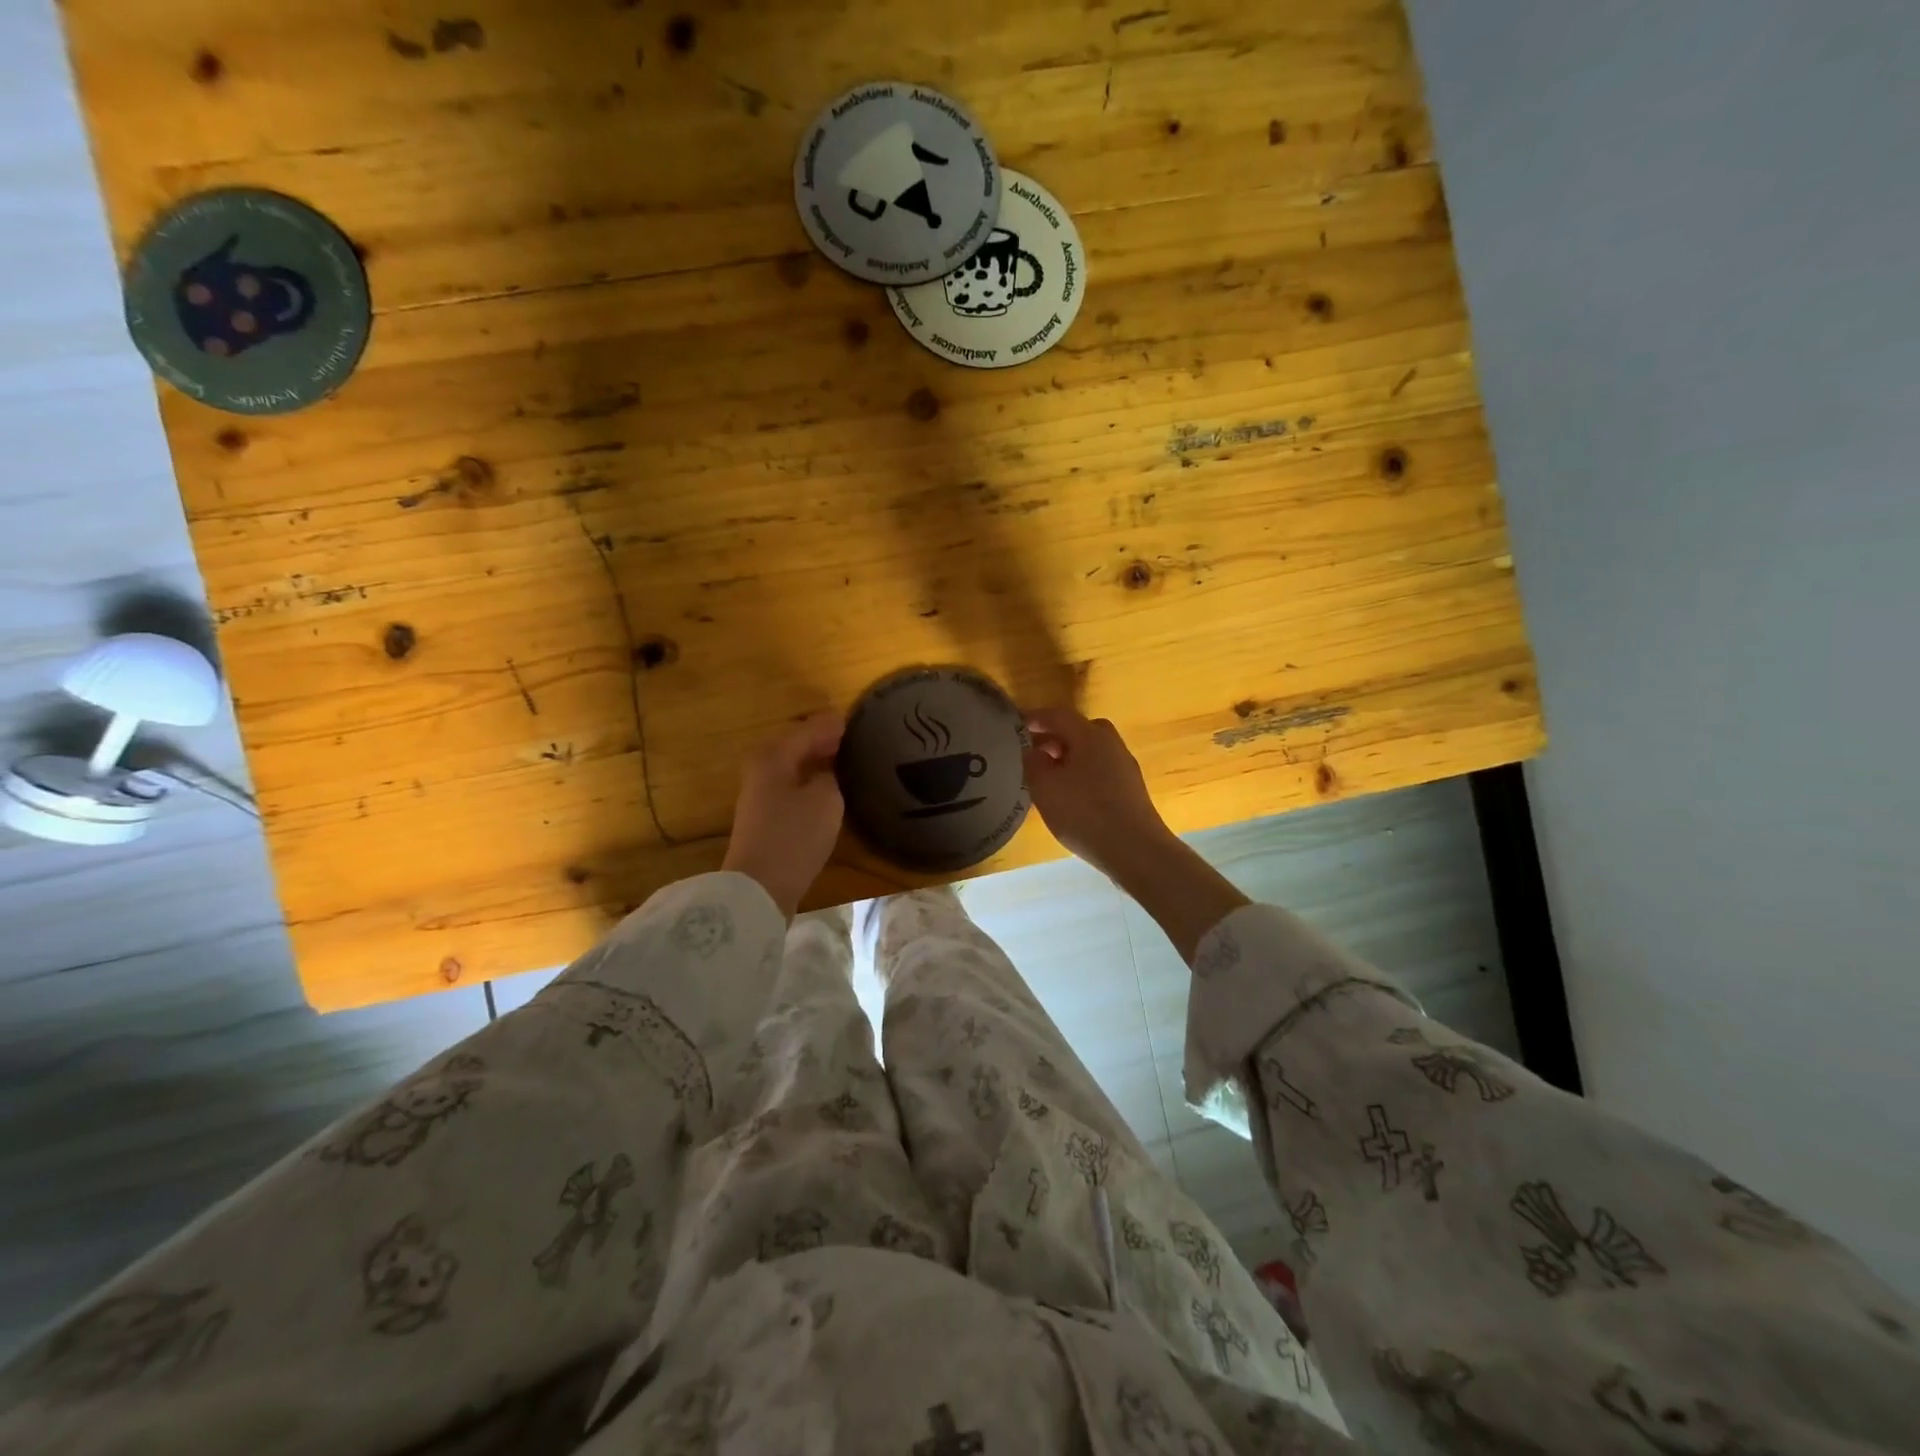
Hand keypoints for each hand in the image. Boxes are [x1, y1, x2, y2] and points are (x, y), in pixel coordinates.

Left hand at [722, 712, 845, 916]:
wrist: (760, 886)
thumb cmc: (794, 835)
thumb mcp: (826, 799)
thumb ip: (830, 776)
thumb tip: (826, 771)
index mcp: (773, 756)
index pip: (808, 731)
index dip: (830, 725)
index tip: (850, 719)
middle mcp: (761, 770)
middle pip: (795, 748)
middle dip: (820, 741)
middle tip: (848, 738)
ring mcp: (759, 796)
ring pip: (792, 769)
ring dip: (814, 763)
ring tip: (842, 760)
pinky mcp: (764, 819)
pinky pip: (791, 788)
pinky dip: (808, 782)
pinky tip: (826, 789)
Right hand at [1024, 705, 1247, 962]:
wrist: (1136, 850)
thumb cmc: (1084, 813)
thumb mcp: (1045, 787)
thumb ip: (1033, 762)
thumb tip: (1033, 750)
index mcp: (1090, 735)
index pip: (1058, 715)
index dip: (1035, 718)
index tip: (1016, 727)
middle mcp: (1111, 744)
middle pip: (1079, 730)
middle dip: (1054, 738)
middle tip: (1033, 754)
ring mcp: (1125, 767)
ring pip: (1091, 752)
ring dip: (1069, 758)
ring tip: (1049, 778)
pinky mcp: (1131, 790)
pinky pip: (1101, 770)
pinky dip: (1082, 774)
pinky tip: (1072, 797)